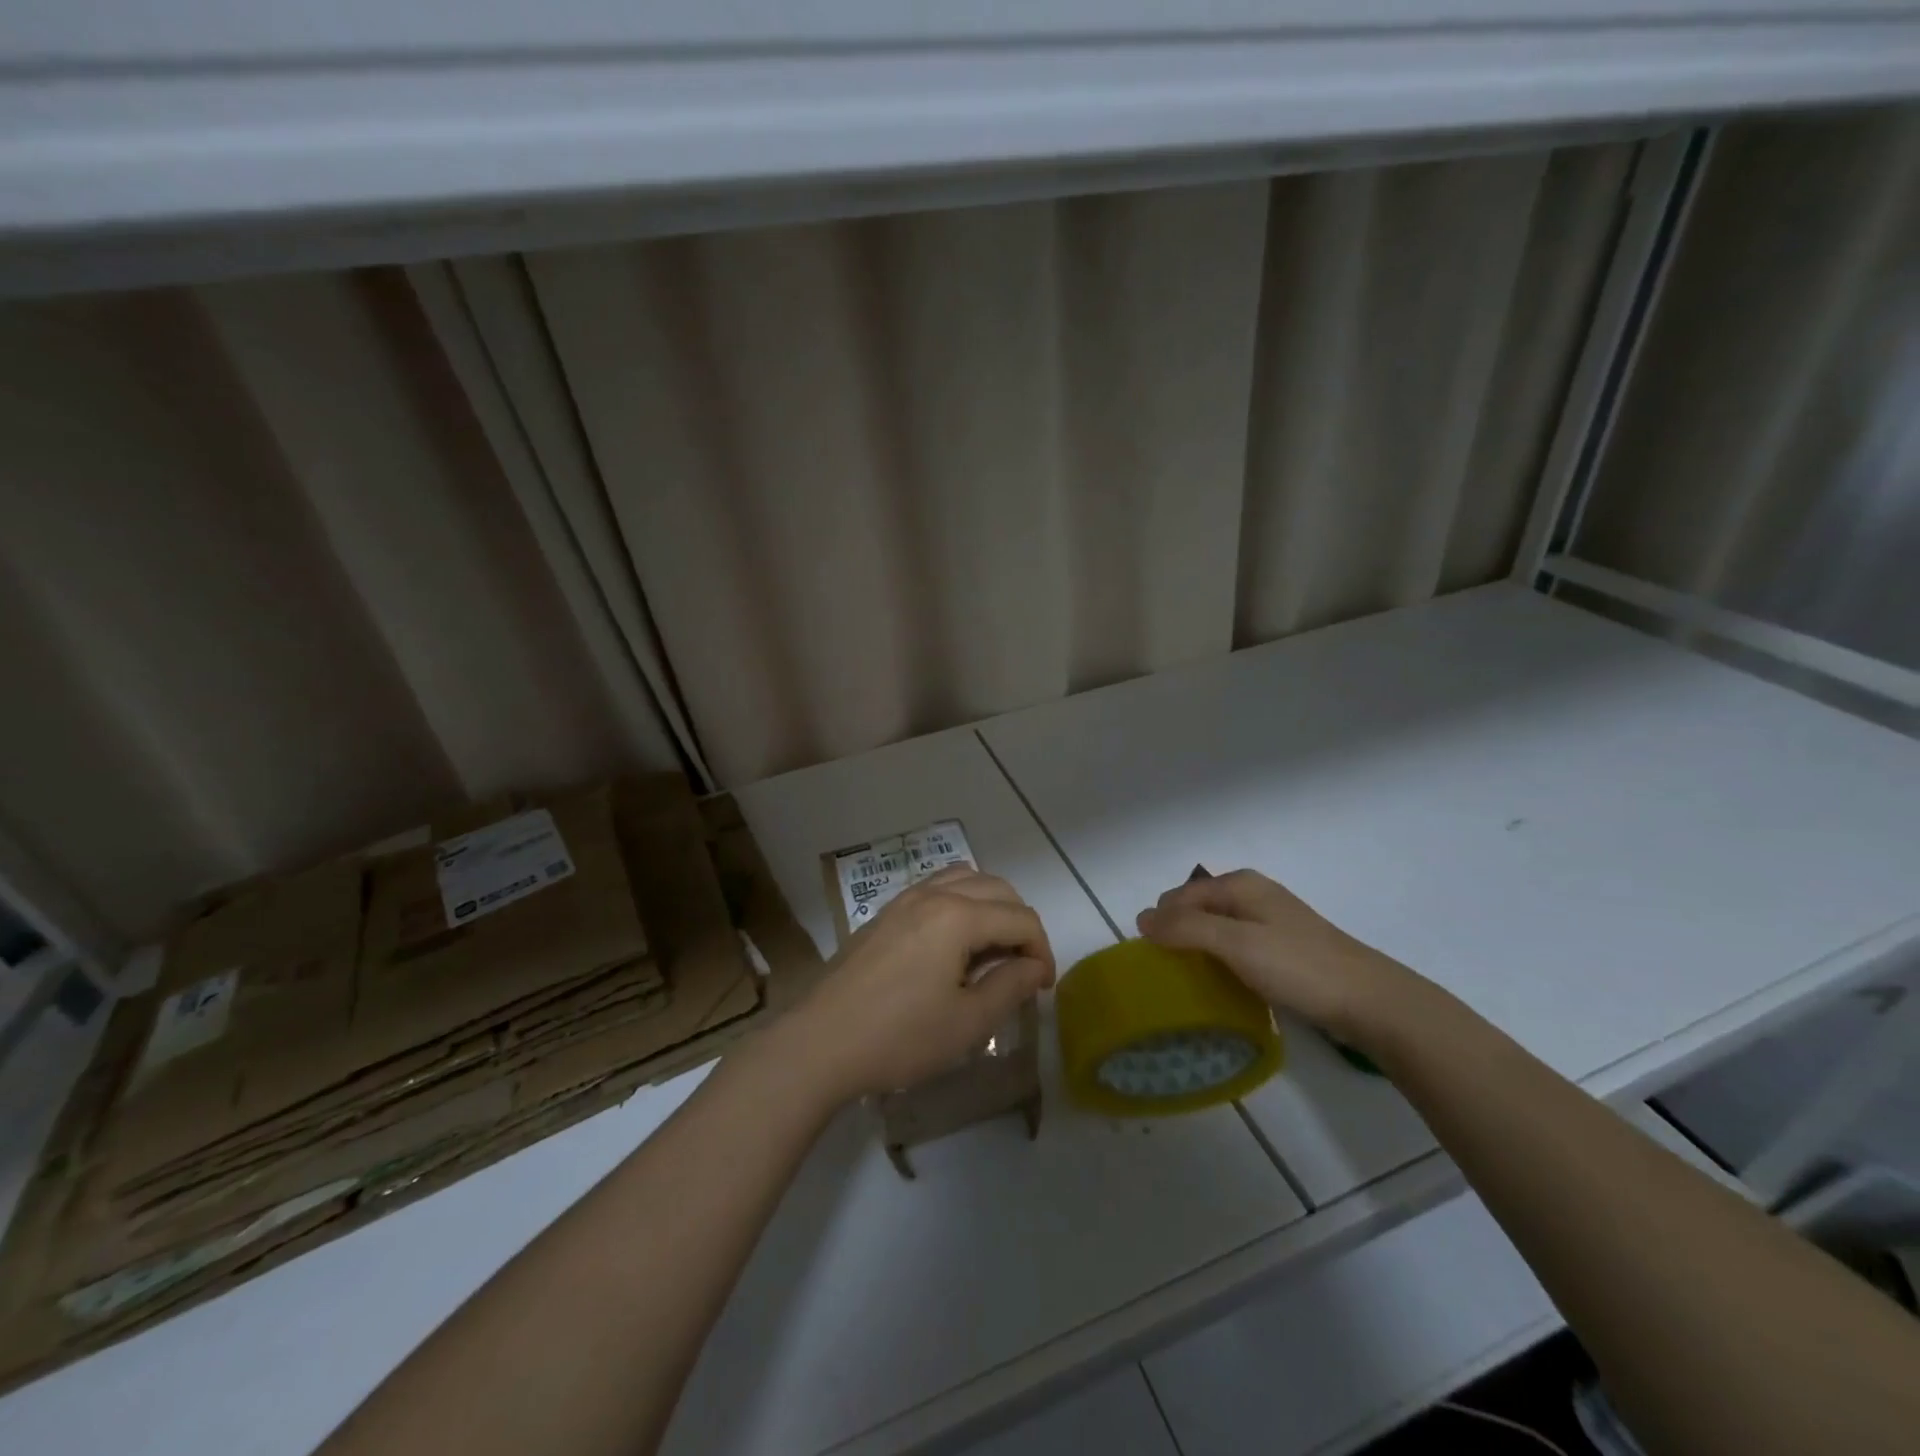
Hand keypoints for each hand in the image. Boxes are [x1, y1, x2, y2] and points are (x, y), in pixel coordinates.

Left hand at [788, 867, 1054, 1102]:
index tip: (1043, 987)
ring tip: (994, 947)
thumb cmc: (899, 1037)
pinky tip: (956, 941)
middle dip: (1021, 923)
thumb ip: (1010, 987)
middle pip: (997, 888)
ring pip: (966, 879)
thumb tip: (1035, 967)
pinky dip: (961, 902)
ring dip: (991, 905)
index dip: (1042, 950)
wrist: (821, 1041)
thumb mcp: (967, 1022)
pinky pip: (937, 888)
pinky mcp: (886, 912)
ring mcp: (905, 899)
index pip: (1021, 918)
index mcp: (958, 917)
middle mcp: (933, 894)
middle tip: (1024, 967)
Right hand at [1136, 869, 1415, 1044]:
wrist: (1371, 1001)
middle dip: (1178, 935)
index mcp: (1239, 884)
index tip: (1152, 962)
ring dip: (1199, 950)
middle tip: (1171, 974)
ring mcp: (1270, 920)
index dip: (1160, 924)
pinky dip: (1222, 960)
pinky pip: (1235, 946)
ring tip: (1192, 982)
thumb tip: (1140, 918)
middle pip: (1196, 909)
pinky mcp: (1283, 947)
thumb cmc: (1299, 967)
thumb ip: (1186, 928)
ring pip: (1215, 928)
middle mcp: (1252, 893)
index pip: (1178, 896)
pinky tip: (1225, 984)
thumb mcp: (1236, 943)